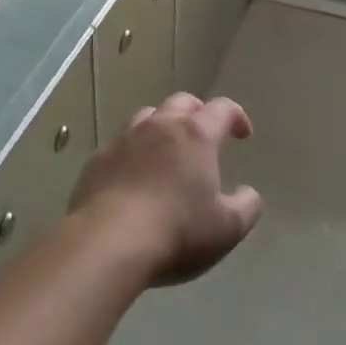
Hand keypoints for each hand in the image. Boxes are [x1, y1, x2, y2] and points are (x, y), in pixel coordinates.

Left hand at [69, 93, 263, 285]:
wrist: (108, 243)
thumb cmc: (177, 231)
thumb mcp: (227, 228)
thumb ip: (246, 206)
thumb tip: (248, 193)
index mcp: (196, 135)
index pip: (222, 109)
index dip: (236, 116)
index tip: (242, 134)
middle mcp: (159, 126)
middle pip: (182, 102)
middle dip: (198, 112)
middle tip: (204, 133)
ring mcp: (123, 140)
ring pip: (146, 117)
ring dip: (162, 126)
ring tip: (167, 149)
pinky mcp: (97, 160)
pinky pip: (119, 145)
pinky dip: (132, 152)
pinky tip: (132, 176)